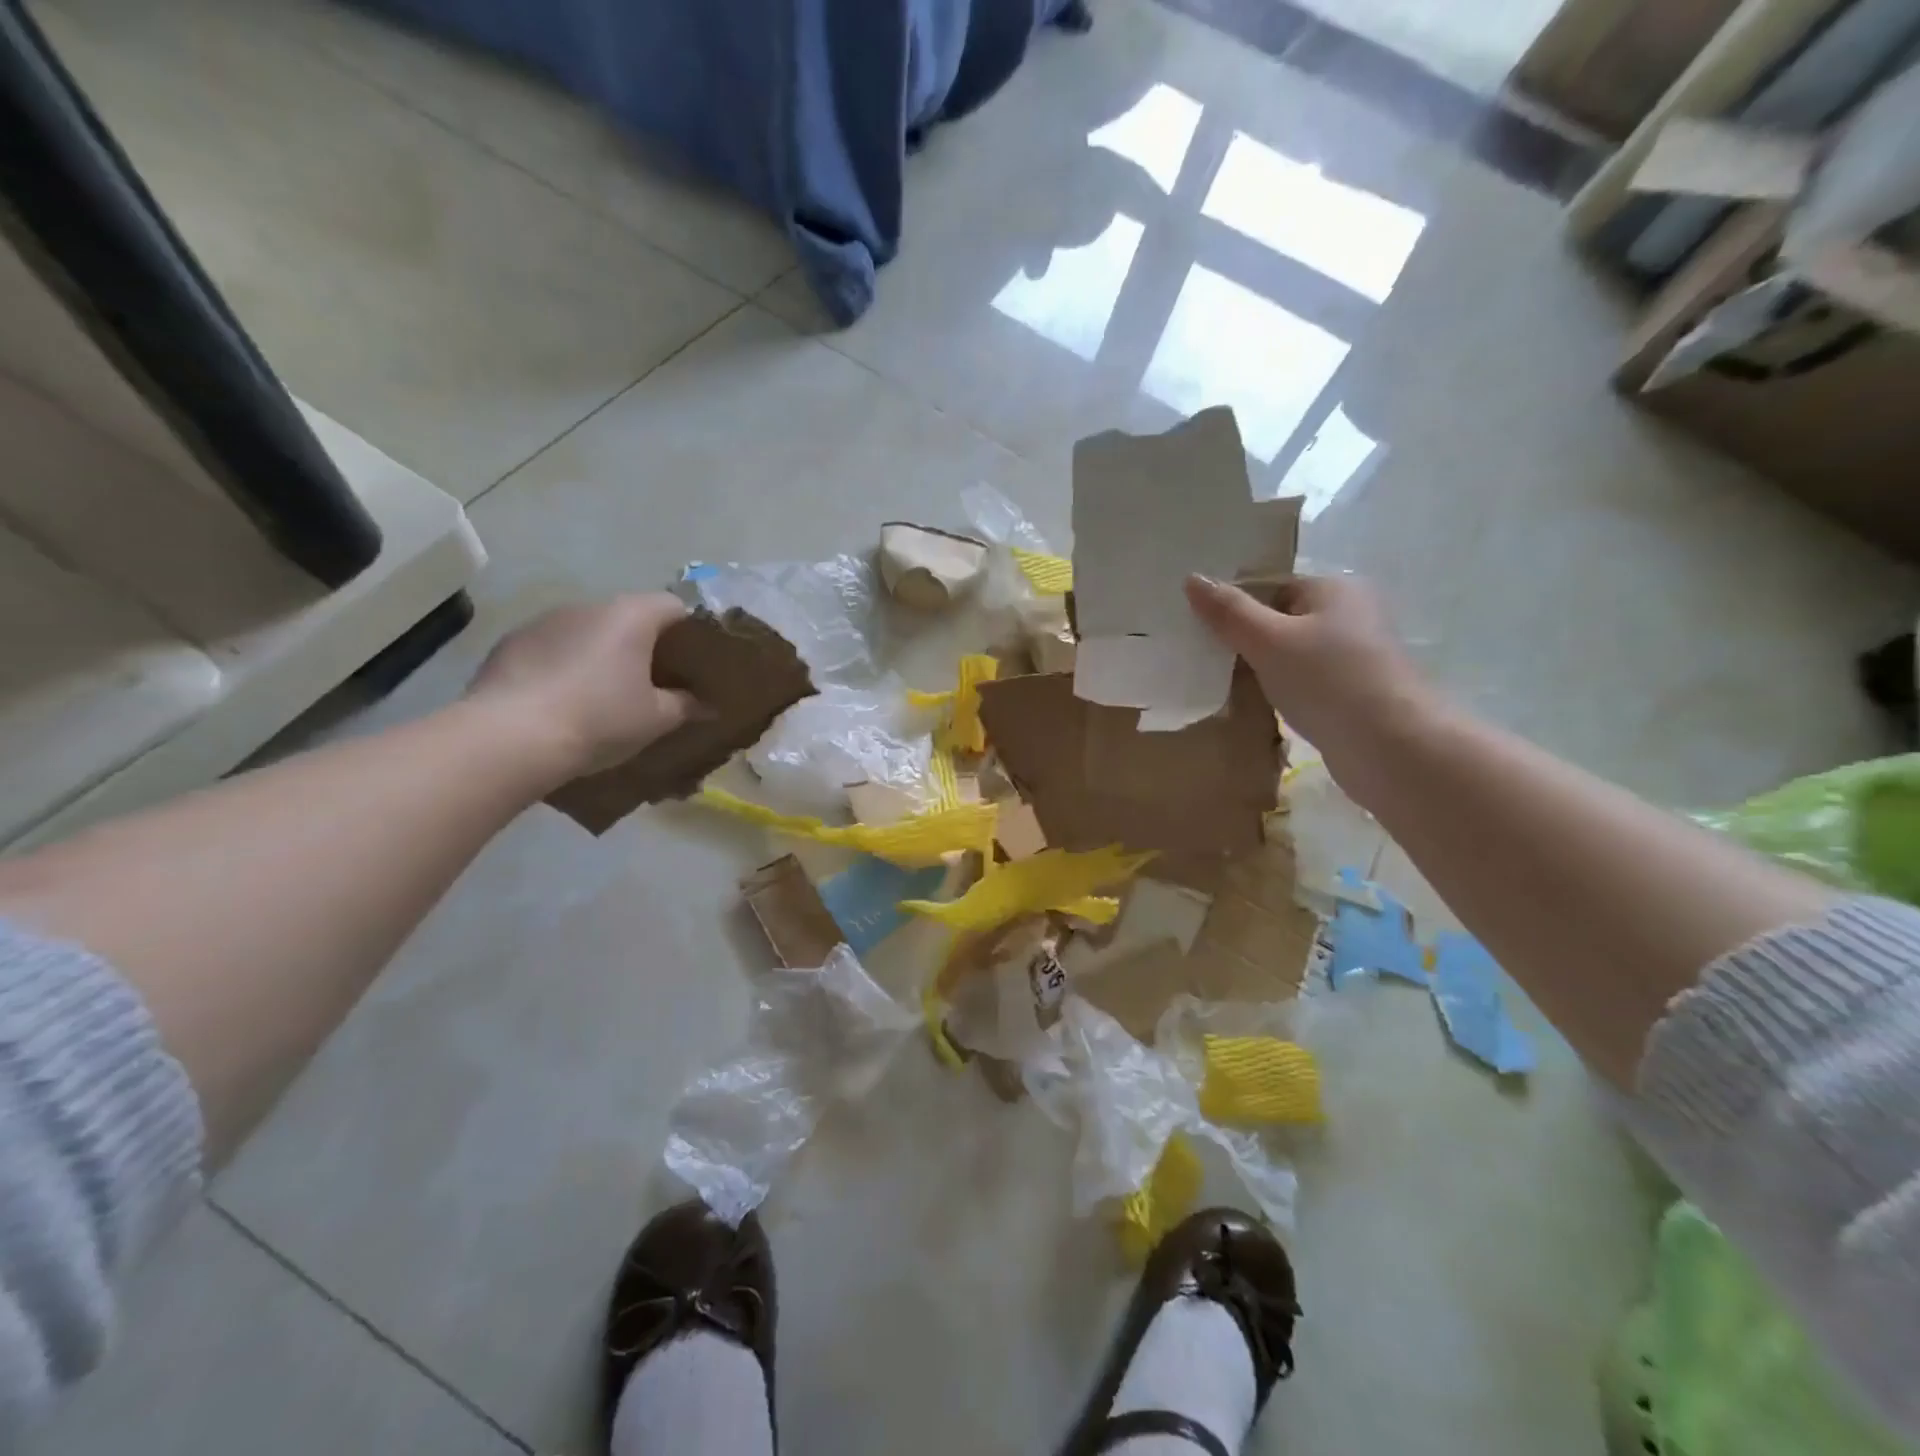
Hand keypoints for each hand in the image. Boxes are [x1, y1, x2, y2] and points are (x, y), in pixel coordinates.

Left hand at [467, 594, 701, 779]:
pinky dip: (565, 665)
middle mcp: (587, 606)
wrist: (510, 737)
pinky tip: (563, 700)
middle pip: (629, 616)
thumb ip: (686, 705)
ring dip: (601, 653)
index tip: (694, 661)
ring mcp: (544, 621)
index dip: (689, 630)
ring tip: (604, 694)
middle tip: (654, 682)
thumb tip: (708, 705)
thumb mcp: (656, 719)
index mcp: (630, 616)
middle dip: (644, 644)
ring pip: (588, 630)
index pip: (673, 605)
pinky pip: (552, 647)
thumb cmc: (599, 719)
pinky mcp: (511, 642)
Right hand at [1185, 573, 1437, 789]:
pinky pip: (1305, 682)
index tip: (1200, 631)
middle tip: (1205, 659)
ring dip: (1262, 669)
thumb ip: (1229, 612)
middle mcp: (1350, 615)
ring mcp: (1354, 656)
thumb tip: (1192, 579)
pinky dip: (1282, 691)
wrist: (1391, 747)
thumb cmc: (1328, 681)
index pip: (1271, 586)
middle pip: (1280, 619)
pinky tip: (1260, 706)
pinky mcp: (1353, 692)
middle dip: (1245, 640)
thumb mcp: (1269, 641)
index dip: (1235, 606)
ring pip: (1291, 654)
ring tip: (1224, 685)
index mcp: (1334, 589)